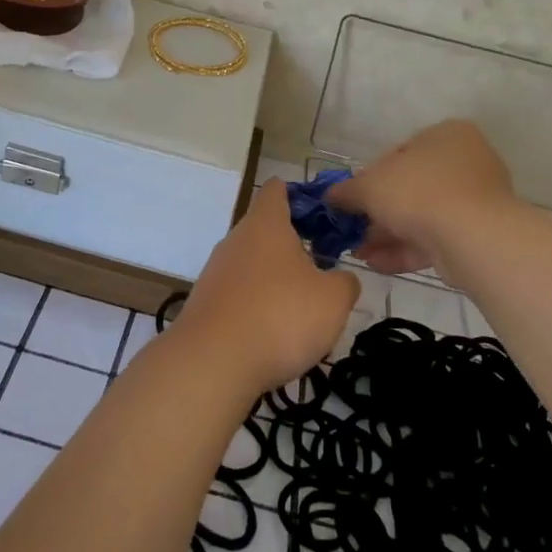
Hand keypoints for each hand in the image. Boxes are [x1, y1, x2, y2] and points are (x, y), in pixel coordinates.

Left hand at [169, 181, 359, 395]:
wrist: (213, 362)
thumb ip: (345, 282)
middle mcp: (236, 239)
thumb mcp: (333, 300)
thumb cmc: (280, 316)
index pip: (278, 190)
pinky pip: (240, 293)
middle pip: (266, 229)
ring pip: (253, 264)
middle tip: (323, 272)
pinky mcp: (206, 302)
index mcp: (265, 224)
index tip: (322, 216)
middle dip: (294, 247)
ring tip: (303, 310)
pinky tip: (274, 335)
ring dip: (277, 281)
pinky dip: (258, 306)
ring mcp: (216, 271)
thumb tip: (341, 279)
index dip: (300, 195)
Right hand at [328, 120, 515, 274]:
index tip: (353, 197)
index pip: (400, 152)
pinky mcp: (477, 236)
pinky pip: (434, 239)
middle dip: (378, 212)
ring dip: (387, 235)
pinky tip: (375, 264)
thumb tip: (329, 197)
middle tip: (353, 228)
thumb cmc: (419, 191)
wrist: (472, 236)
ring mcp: (475, 201)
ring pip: (421, 216)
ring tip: (358, 252)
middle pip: (410, 187)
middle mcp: (466, 163)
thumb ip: (347, 190)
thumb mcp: (370, 185)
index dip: (370, 176)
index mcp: (447, 135)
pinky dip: (404, 250)